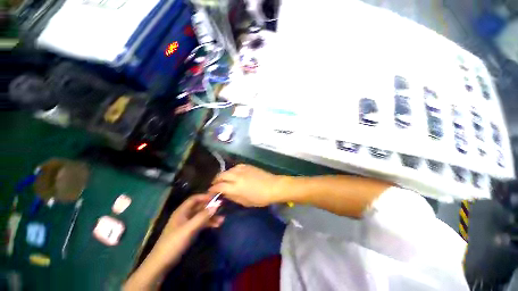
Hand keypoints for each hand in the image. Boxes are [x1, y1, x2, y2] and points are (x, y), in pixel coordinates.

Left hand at [153, 194, 223, 265]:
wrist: (161, 264)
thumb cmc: (174, 243)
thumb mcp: (190, 228)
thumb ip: (203, 216)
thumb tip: (217, 204)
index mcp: (182, 211)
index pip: (195, 198)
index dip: (205, 196)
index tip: (216, 197)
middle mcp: (185, 215)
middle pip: (199, 207)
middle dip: (210, 207)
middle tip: (222, 208)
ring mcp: (187, 224)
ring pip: (201, 216)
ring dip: (211, 217)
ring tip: (222, 220)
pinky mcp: (189, 232)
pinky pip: (201, 224)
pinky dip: (208, 224)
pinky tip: (216, 226)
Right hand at [208, 164, 281, 206]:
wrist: (273, 186)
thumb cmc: (260, 198)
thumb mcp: (245, 202)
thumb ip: (233, 197)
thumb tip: (224, 193)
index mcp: (235, 187)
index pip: (219, 186)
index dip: (213, 189)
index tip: (211, 192)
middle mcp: (236, 176)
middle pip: (221, 175)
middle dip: (216, 180)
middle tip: (215, 184)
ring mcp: (242, 169)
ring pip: (228, 170)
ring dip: (224, 174)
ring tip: (224, 179)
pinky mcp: (247, 166)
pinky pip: (236, 167)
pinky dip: (232, 170)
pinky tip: (234, 174)